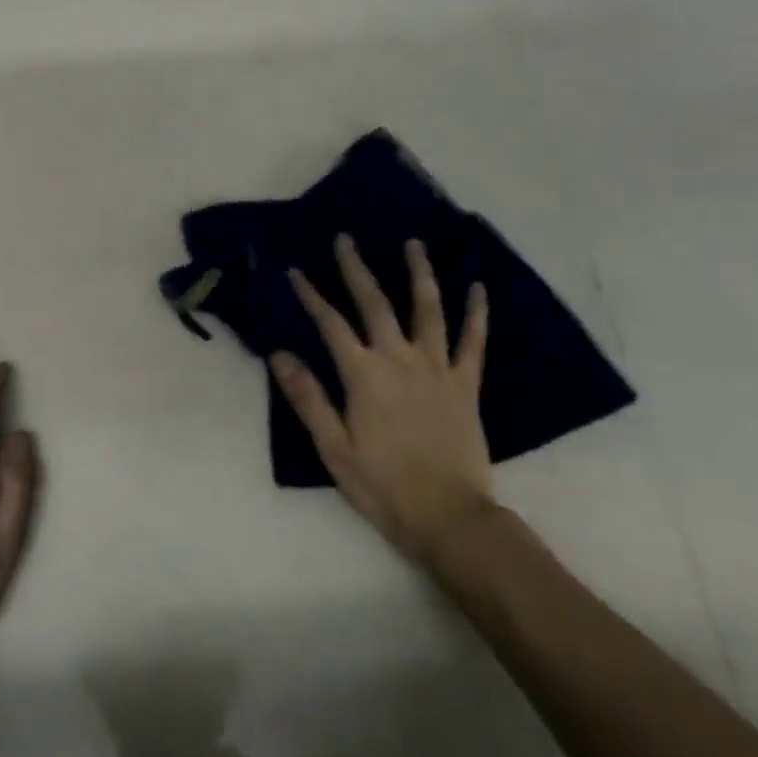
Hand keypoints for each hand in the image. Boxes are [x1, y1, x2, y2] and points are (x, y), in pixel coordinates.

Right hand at [272, 234, 496, 559]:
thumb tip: (280, 354)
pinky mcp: (466, 384)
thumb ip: (308, 397)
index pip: (331, 324)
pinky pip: (473, 341)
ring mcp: (437, 368)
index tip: (295, 271)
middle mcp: (400, 360)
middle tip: (346, 239)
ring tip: (413, 244)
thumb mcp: (333, 447)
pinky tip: (478, 288)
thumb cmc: (382, 485)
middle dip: (357, 269)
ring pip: (428, 310)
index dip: (311, 296)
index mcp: (364, 375)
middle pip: (375, 304)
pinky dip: (476, 313)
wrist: (449, 516)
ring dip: (419, 273)